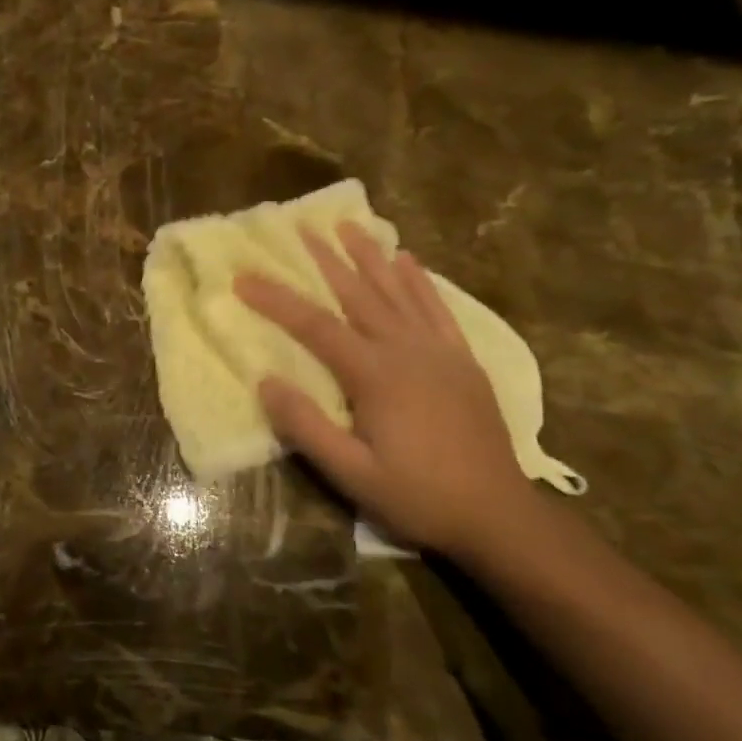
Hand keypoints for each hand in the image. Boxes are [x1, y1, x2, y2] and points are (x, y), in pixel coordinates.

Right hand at [234, 226, 529, 557]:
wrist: (498, 514)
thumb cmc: (417, 496)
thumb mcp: (352, 474)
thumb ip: (307, 427)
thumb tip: (266, 381)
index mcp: (374, 375)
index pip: (314, 326)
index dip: (276, 300)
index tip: (243, 277)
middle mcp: (406, 350)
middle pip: (358, 294)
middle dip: (325, 259)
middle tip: (301, 226)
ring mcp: (439, 351)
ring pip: (398, 291)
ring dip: (370, 256)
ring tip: (349, 226)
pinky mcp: (462, 360)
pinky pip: (438, 309)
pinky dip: (420, 281)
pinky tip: (408, 260)